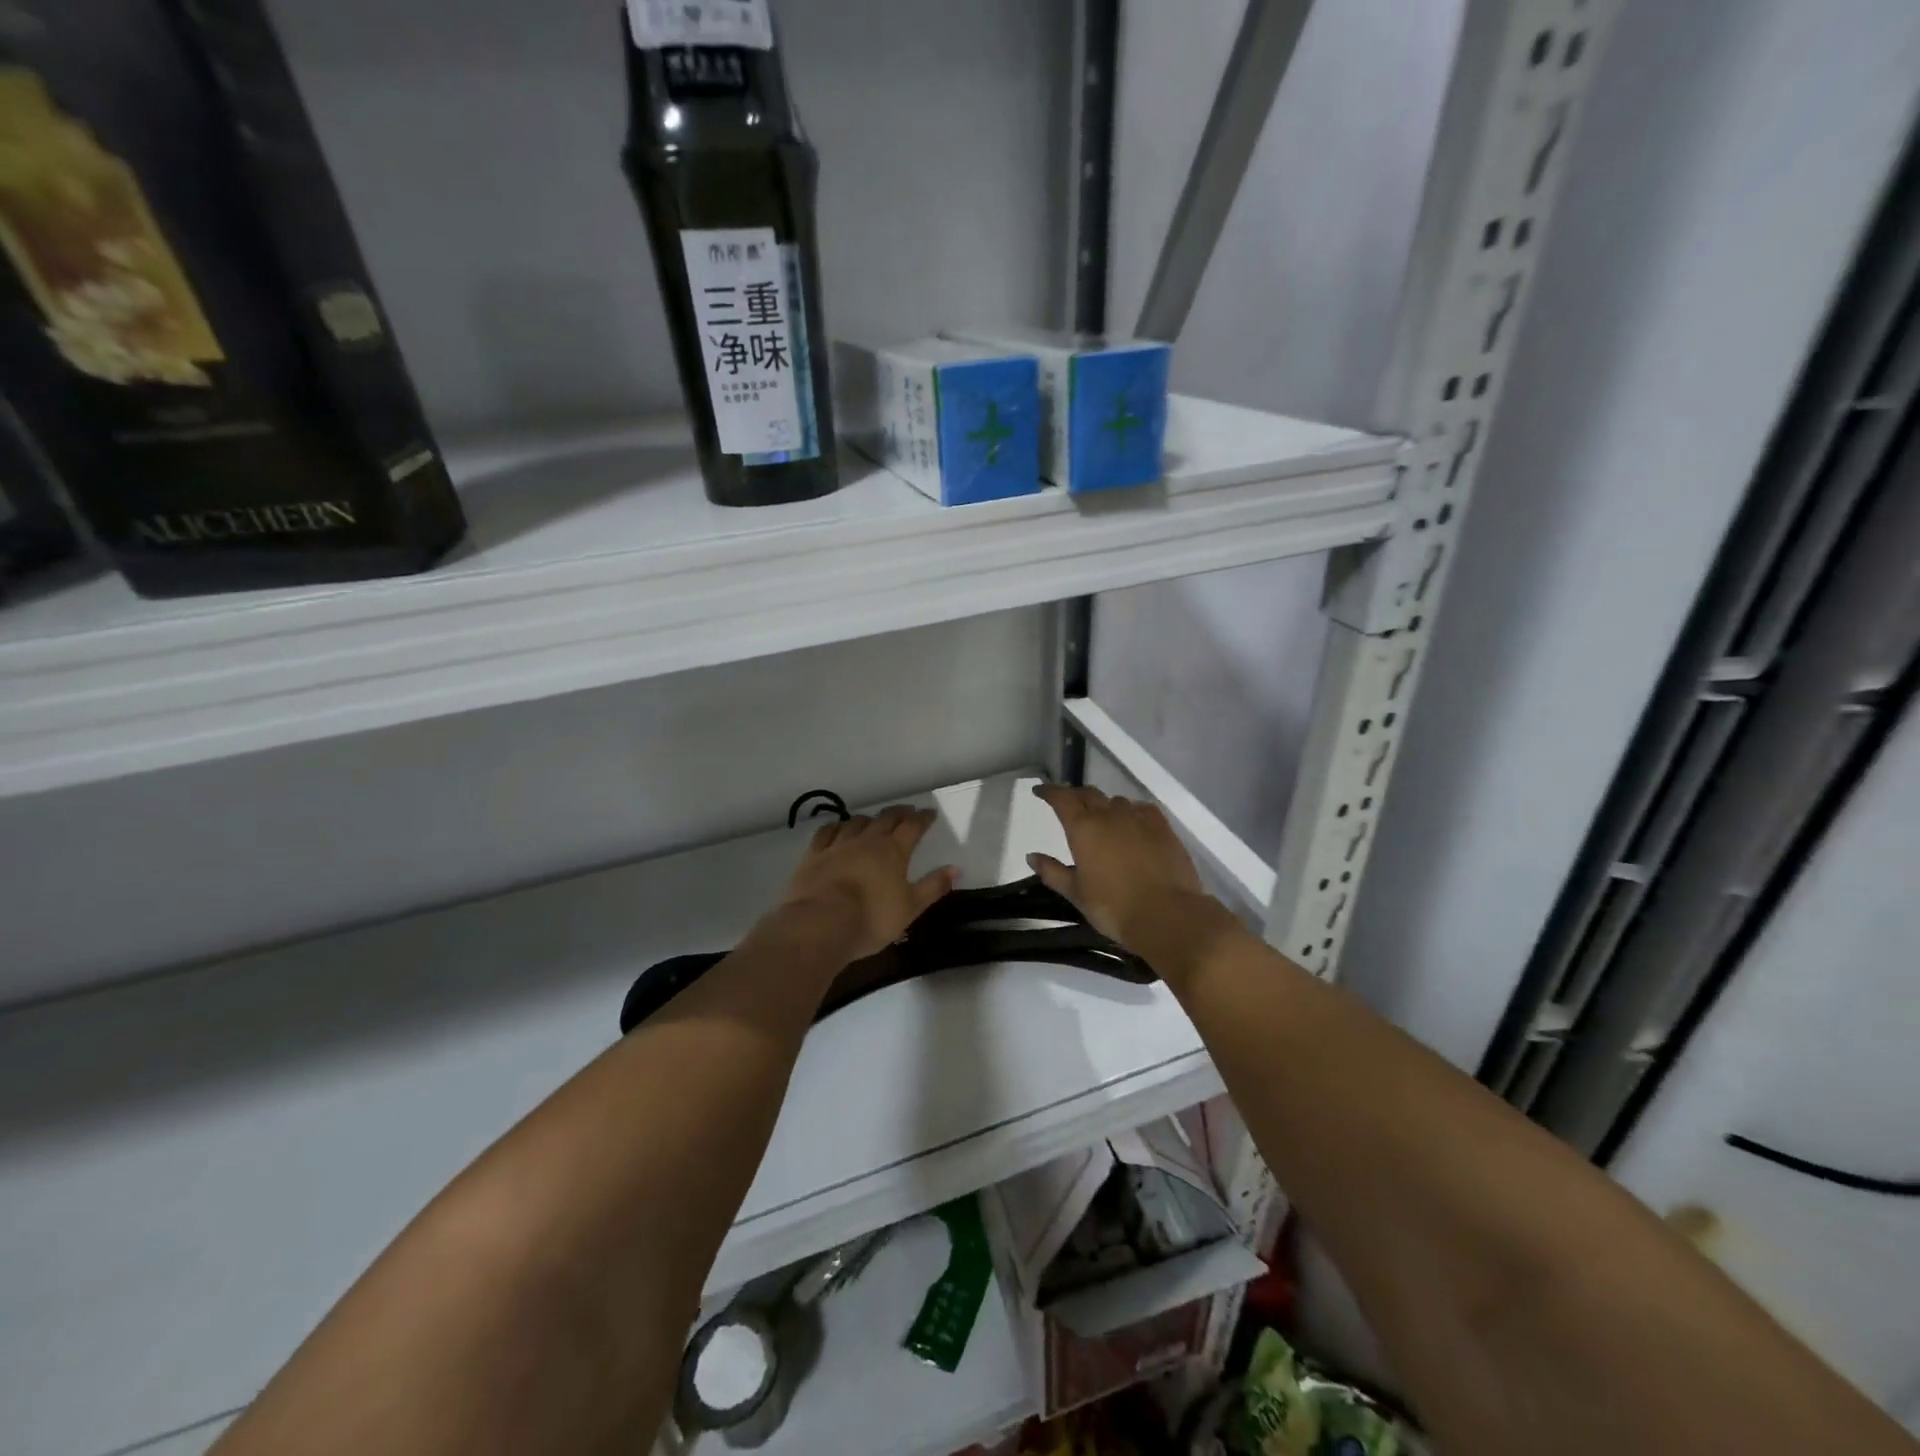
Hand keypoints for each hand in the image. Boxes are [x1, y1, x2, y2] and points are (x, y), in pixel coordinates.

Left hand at [776, 806, 955, 962]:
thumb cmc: (872, 919)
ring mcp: (838, 845)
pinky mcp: (814, 855)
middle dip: (899, 813)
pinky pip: (827, 832)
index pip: (912, 827)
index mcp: (893, 851)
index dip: (923, 818)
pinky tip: (838, 828)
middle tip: (907, 811)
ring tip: (874, 820)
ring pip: (856, 822)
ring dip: (869, 819)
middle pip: (885, 819)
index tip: (930, 813)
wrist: (820, 924)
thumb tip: (955, 869)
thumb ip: (933, 887)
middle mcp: (867, 841)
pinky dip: (837, 827)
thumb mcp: (910, 908)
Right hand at [1027, 784, 1236, 974]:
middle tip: (1068, 804)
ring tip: (1101, 818)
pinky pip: (1142, 809)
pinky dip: (1131, 811)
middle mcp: (1110, 814)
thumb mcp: (1076, 893)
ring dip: (1104, 805)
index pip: (1062, 798)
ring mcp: (1139, 818)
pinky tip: (1132, 822)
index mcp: (1083, 827)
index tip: (1040, 791)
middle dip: (1075, 796)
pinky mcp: (1163, 827)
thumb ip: (1053, 872)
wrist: (1167, 915)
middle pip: (1089, 794)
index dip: (1049, 792)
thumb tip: (1032, 856)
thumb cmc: (1113, 907)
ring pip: (1116, 801)